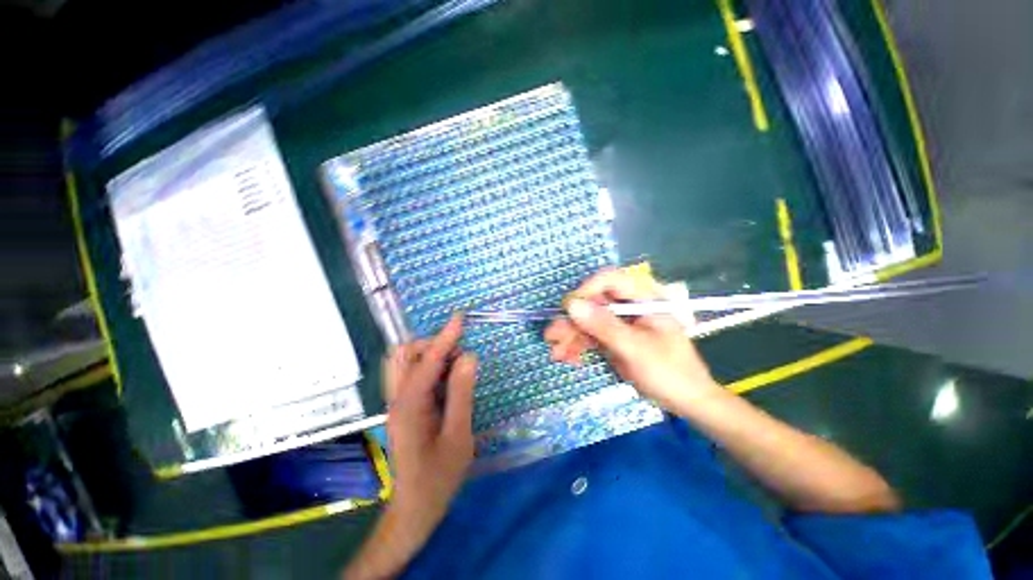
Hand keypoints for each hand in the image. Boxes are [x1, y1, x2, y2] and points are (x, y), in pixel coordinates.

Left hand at [382, 315, 476, 558]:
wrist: (413, 511)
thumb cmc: (438, 478)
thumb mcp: (459, 436)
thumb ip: (462, 393)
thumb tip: (469, 357)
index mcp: (410, 407)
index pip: (427, 361)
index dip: (444, 337)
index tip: (460, 319)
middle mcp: (397, 400)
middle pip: (404, 354)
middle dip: (431, 345)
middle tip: (459, 354)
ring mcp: (397, 404)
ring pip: (404, 363)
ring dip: (429, 355)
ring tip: (455, 366)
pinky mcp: (402, 409)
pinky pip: (411, 375)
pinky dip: (429, 368)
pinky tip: (447, 379)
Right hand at [545, 268, 720, 412]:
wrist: (688, 403)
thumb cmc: (670, 372)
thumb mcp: (635, 349)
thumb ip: (604, 326)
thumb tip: (572, 305)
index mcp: (644, 299)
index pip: (610, 280)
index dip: (587, 290)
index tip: (568, 308)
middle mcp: (629, 307)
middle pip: (593, 303)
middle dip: (572, 321)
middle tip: (552, 336)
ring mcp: (621, 323)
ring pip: (588, 321)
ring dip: (570, 336)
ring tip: (556, 353)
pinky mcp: (615, 339)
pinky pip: (591, 337)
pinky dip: (578, 346)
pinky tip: (568, 358)